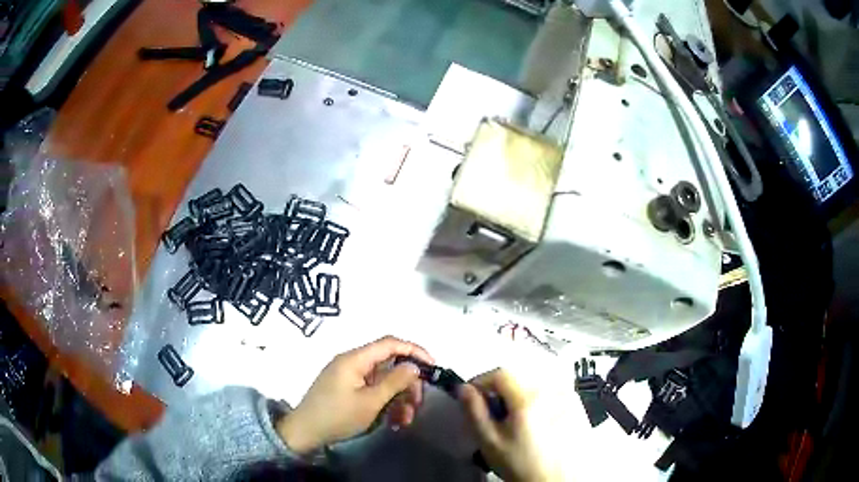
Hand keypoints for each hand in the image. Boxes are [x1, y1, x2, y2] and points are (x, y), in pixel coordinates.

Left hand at [276, 336, 433, 453]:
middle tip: (418, 405)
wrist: (305, 432)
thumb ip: (394, 382)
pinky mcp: (348, 389)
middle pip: (390, 365)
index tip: (433, 367)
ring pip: (384, 381)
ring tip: (405, 420)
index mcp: (355, 359)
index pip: (391, 344)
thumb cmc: (337, 416)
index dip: (414, 351)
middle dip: (407, 384)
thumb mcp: (370, 402)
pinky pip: (373, 390)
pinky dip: (386, 403)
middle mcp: (353, 362)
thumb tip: (414, 366)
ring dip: (399, 398)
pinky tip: (393, 421)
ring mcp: (350, 376)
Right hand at [459, 369, 562, 481]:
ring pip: (535, 383)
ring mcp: (568, 396)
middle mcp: (553, 390)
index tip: (472, 395)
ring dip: (519, 394)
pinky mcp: (577, 405)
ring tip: (514, 420)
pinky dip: (538, 400)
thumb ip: (474, 411)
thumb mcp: (490, 442)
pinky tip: (536, 422)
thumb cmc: (523, 465)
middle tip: (492, 413)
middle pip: (518, 377)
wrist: (558, 480)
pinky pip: (551, 392)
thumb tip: (464, 389)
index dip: (481, 381)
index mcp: (529, 398)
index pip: (500, 373)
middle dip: (500, 390)